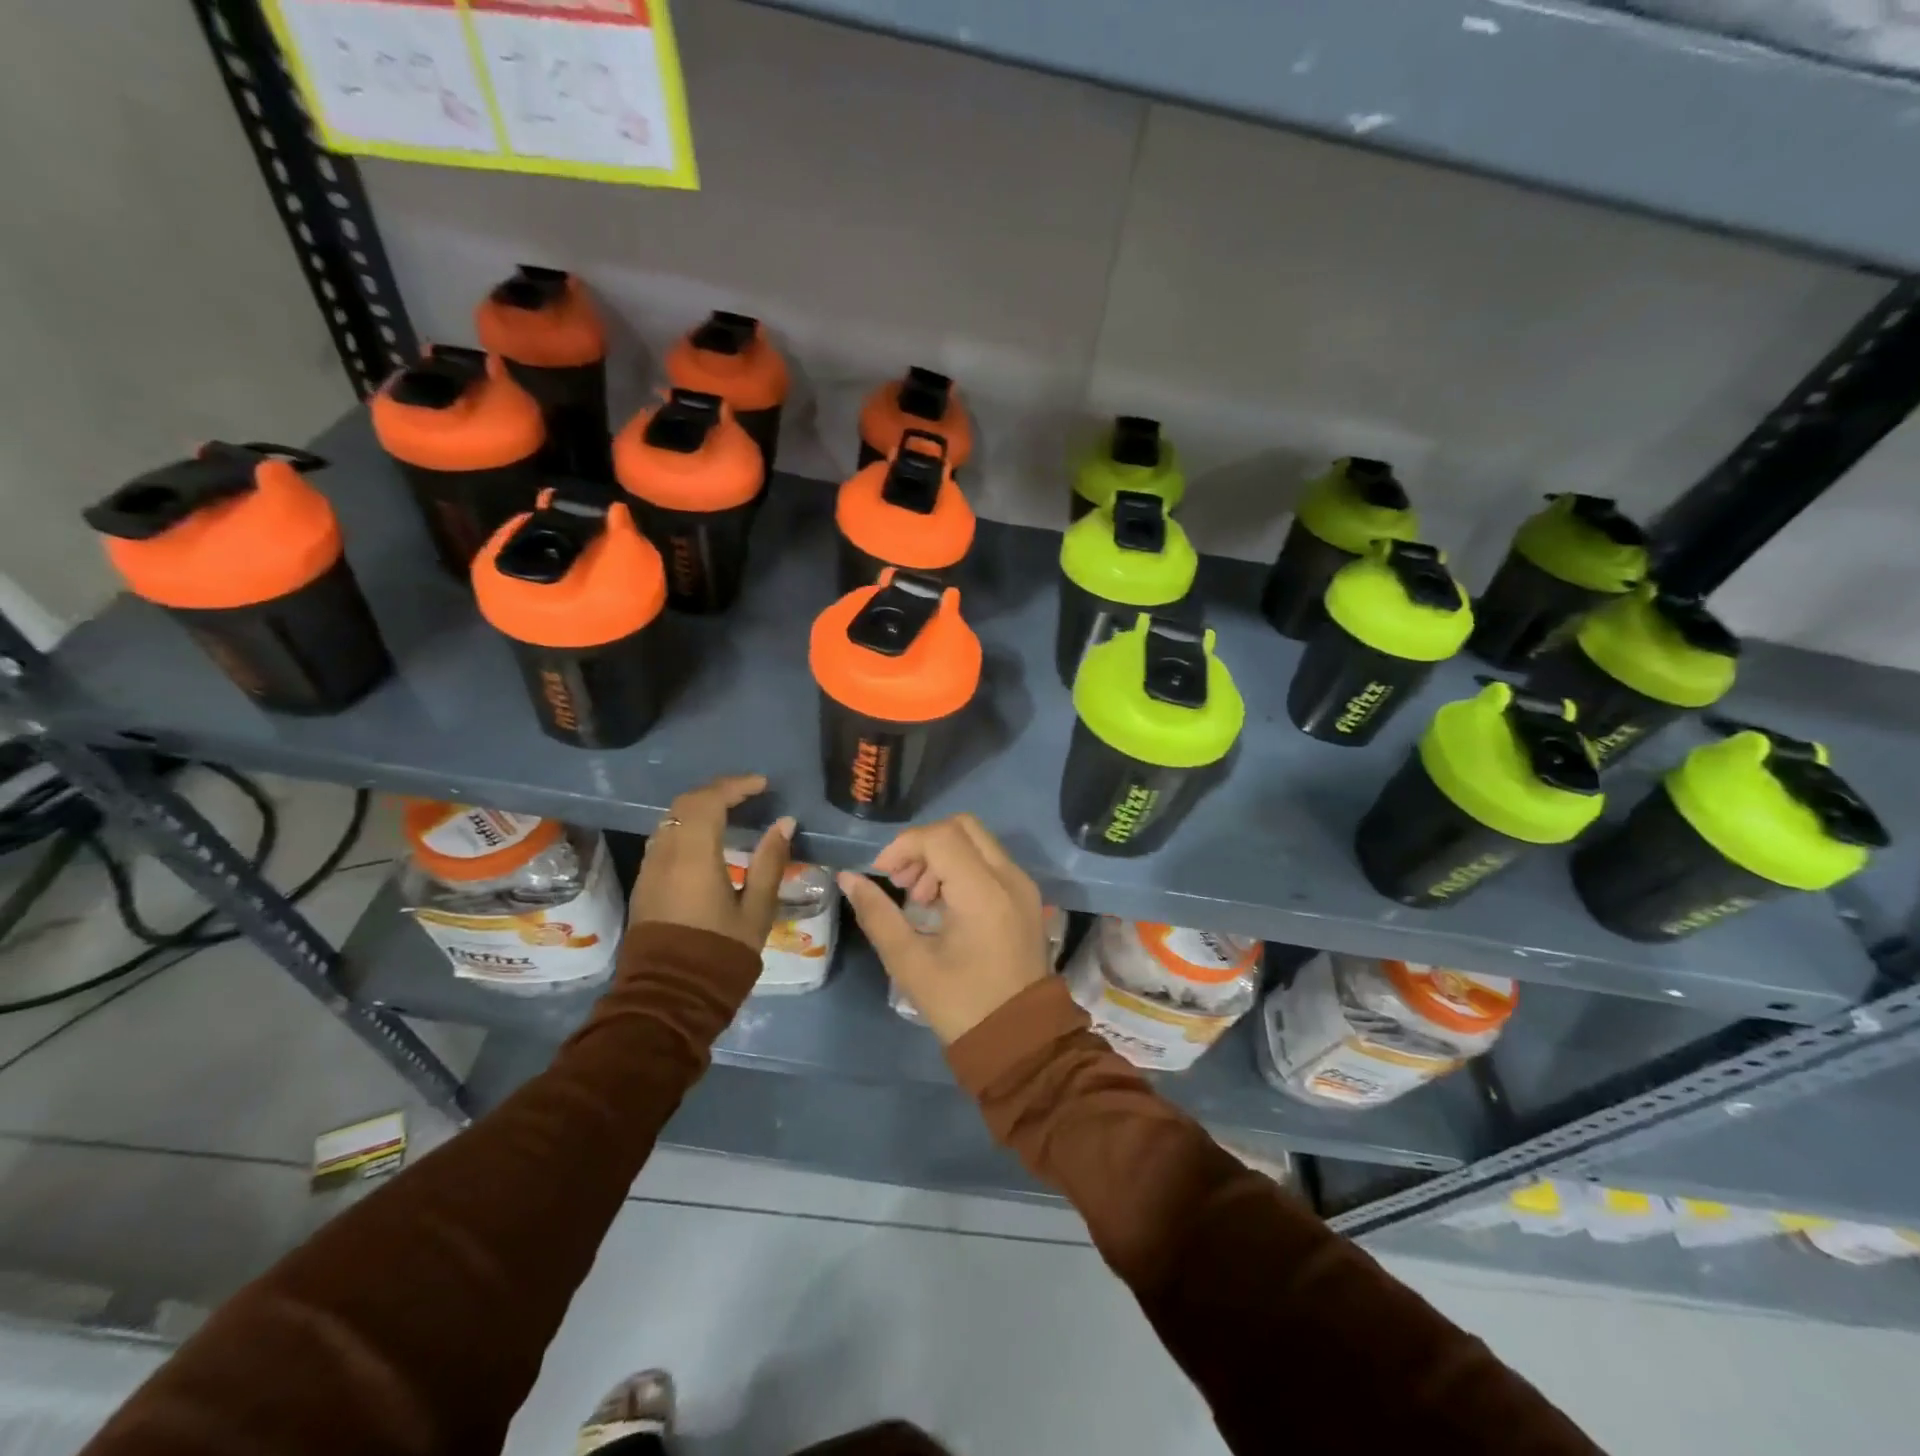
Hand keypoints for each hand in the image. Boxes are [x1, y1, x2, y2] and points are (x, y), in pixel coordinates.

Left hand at [630, 774, 794, 951]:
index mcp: (693, 855)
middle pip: (685, 804)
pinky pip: (664, 839)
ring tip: (730, 811)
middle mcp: (665, 853)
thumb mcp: (756, 909)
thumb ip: (769, 862)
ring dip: (699, 808)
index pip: (709, 801)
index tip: (762, 785)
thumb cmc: (720, 953)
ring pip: (670, 820)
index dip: (736, 786)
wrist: (670, 996)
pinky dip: (687, 827)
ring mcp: (650, 868)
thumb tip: (784, 823)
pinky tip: (708, 839)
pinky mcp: (645, 884)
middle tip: (748, 793)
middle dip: (717, 791)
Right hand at [836, 814, 1049, 1044]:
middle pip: (962, 827)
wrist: (1020, 1042)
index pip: (939, 837)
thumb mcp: (910, 963)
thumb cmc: (961, 1005)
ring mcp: (1023, 886)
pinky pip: (991, 862)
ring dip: (943, 856)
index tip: (883, 875)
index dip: (904, 846)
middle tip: (903, 881)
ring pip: (978, 842)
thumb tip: (848, 878)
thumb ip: (877, 915)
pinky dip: (963, 868)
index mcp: (983, 891)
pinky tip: (944, 906)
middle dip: (924, 845)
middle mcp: (1010, 877)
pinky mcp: (1027, 898)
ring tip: (920, 899)